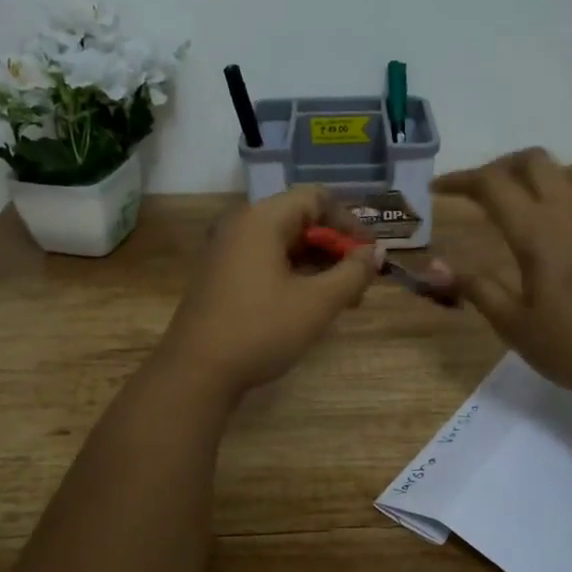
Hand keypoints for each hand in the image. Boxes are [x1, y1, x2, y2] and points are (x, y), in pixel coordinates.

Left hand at [157, 186, 381, 399]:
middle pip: (299, 220)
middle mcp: (241, 226)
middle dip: (335, 247)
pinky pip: (266, 262)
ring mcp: (226, 251)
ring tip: (343, 300)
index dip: (349, 221)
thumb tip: (375, 253)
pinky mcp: (221, 276)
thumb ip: (353, 273)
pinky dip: (294, 275)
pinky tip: (310, 305)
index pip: (315, 198)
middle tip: (360, 282)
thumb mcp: (318, 303)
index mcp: (262, 220)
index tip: (369, 254)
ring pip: (284, 244)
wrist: (196, 373)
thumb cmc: (260, 330)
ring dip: (318, 265)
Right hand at [432, 149, 571, 402]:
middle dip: (498, 168)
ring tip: (523, 198)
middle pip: (532, 161)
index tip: (437, 189)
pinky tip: (565, 213)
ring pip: (570, 166)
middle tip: (477, 194)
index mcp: (536, 233)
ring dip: (541, 172)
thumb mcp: (514, 325)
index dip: (460, 180)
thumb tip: (435, 266)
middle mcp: (568, 212)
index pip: (492, 184)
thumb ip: (476, 288)